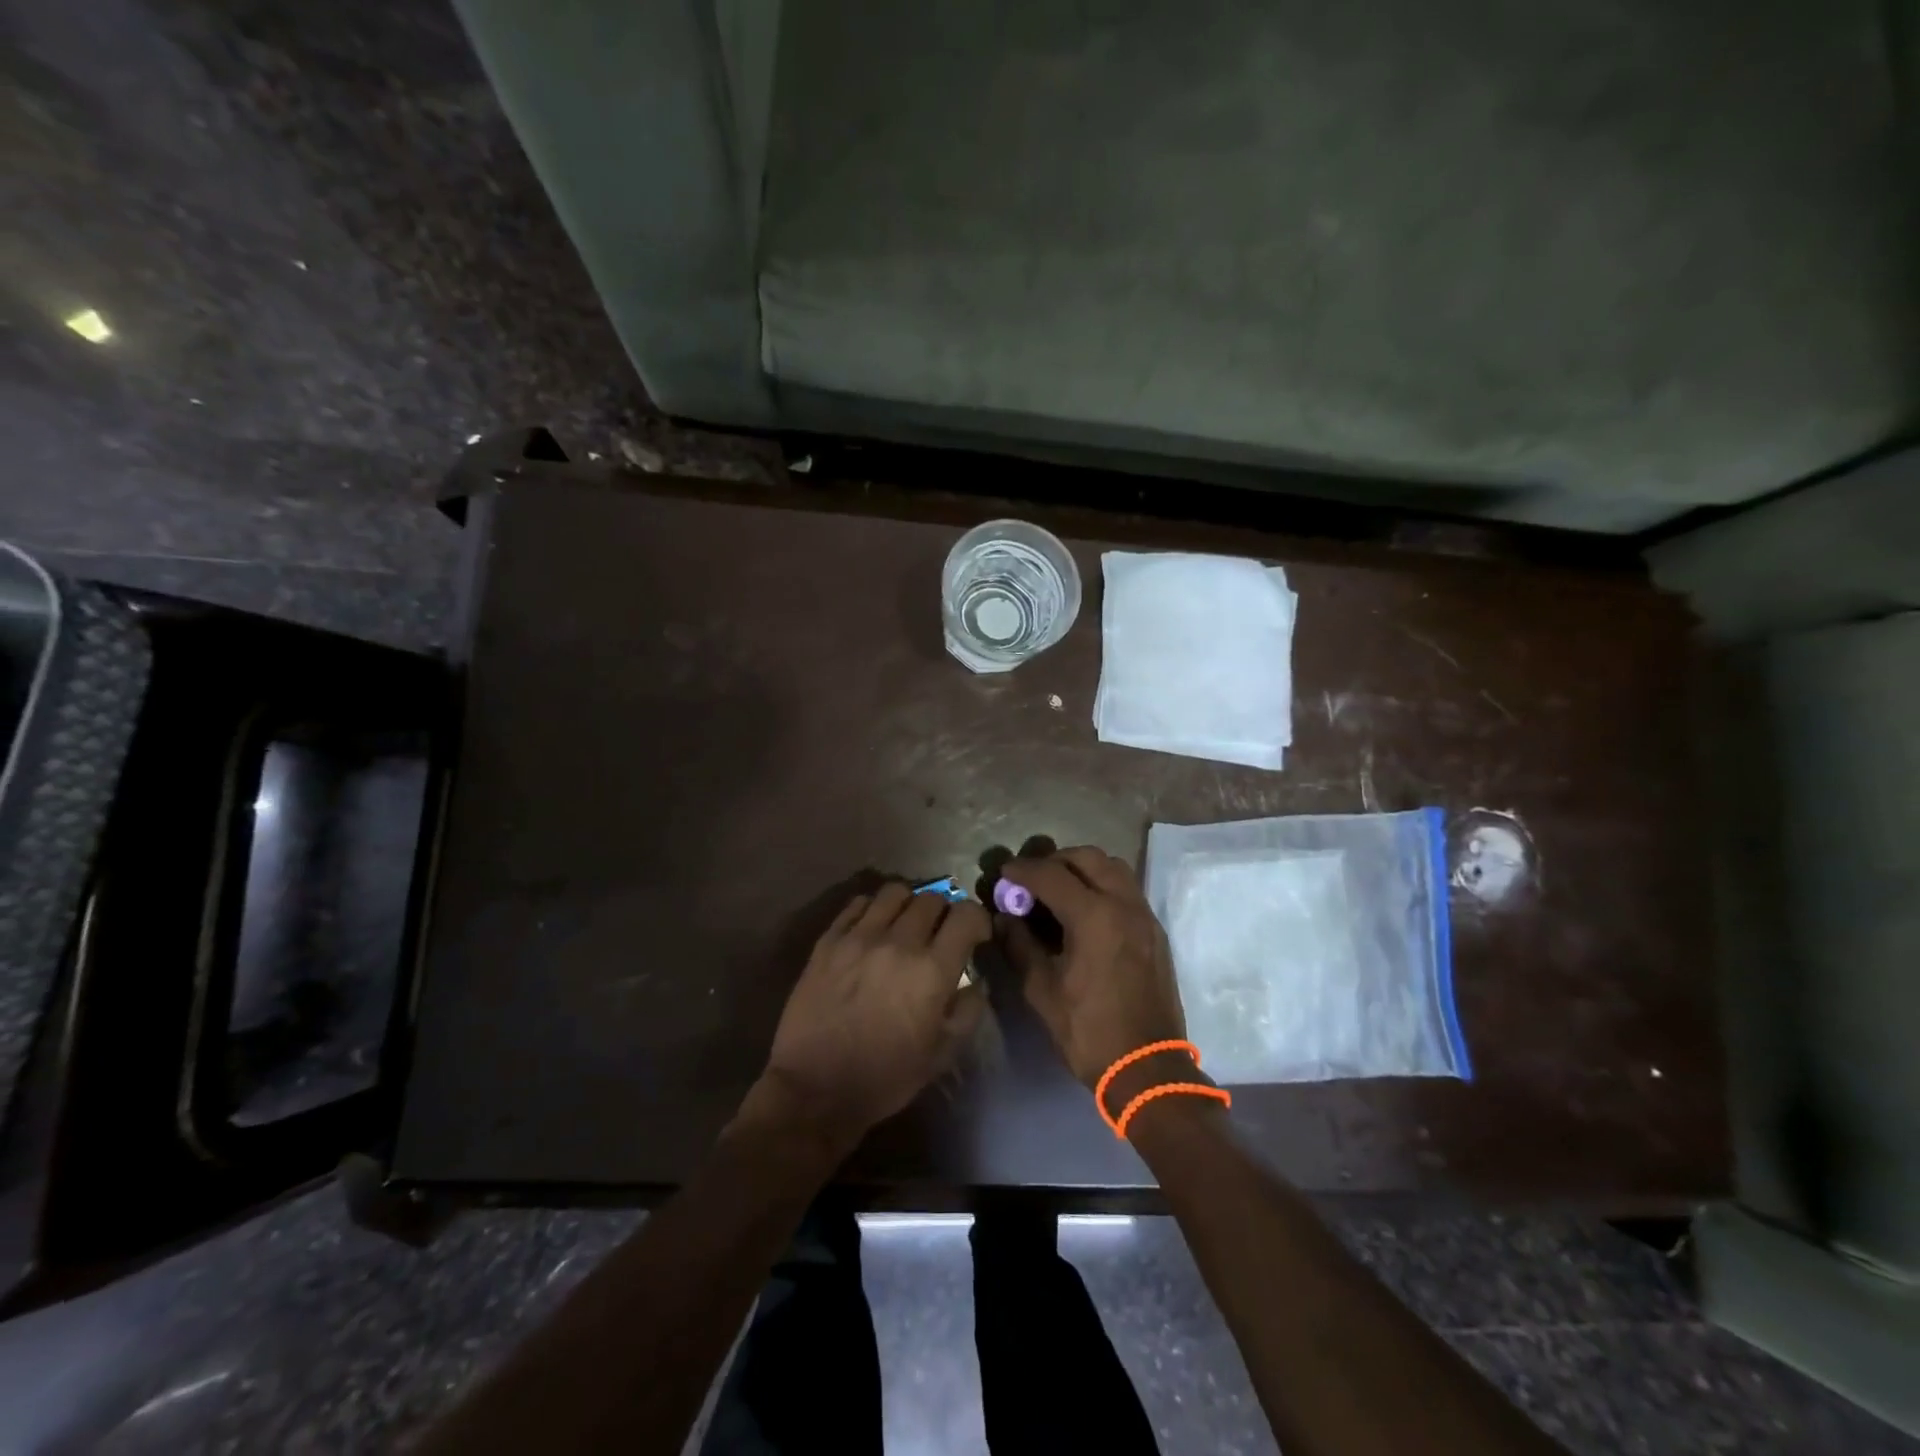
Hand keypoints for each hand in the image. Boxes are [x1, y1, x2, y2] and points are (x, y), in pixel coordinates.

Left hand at [750, 883, 989, 1149]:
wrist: (815, 1090)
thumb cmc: (886, 1077)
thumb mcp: (942, 1054)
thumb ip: (969, 1010)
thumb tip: (977, 980)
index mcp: (932, 970)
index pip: (966, 915)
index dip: (977, 920)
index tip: (975, 936)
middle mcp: (898, 943)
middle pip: (932, 899)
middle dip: (944, 913)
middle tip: (939, 934)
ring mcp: (859, 937)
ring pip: (894, 892)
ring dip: (909, 904)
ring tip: (905, 925)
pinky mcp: (828, 941)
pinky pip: (857, 904)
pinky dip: (872, 909)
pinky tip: (872, 929)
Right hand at [998, 847, 1189, 1091]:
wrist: (1148, 1068)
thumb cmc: (1089, 1031)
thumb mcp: (1042, 991)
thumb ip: (1020, 946)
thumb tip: (1004, 918)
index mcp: (1094, 917)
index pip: (1051, 875)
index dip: (1023, 870)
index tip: (1003, 873)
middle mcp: (1123, 904)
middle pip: (1087, 857)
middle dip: (1054, 861)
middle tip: (1031, 880)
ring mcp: (1144, 915)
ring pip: (1112, 867)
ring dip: (1082, 868)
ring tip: (1059, 889)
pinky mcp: (1155, 930)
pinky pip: (1126, 888)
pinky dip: (1102, 884)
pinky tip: (1084, 910)